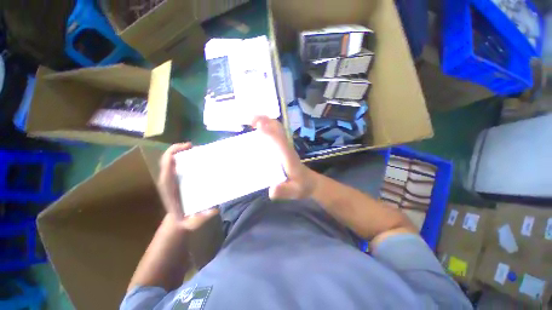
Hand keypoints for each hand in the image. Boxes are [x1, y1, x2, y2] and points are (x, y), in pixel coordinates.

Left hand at [158, 143, 218, 230]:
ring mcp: (171, 180)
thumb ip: (202, 217)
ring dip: (182, 153)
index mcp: (169, 188)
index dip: (173, 154)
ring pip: (172, 161)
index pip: (166, 167)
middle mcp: (168, 181)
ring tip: (197, 150)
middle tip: (194, 146)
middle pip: (168, 160)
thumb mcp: (193, 222)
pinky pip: (177, 165)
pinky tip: (197, 158)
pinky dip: (184, 158)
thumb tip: (215, 208)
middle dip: (178, 149)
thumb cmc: (185, 221)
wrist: (178, 222)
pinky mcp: (176, 180)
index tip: (188, 147)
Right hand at [252, 116, 317, 199]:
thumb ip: (284, 191)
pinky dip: (266, 128)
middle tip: (250, 119)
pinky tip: (256, 131)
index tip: (259, 125)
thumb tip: (271, 190)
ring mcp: (285, 146)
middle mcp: (286, 148)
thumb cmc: (301, 186)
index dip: (270, 133)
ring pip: (277, 129)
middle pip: (279, 129)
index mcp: (288, 157)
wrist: (309, 182)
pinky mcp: (282, 148)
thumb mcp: (294, 191)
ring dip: (265, 122)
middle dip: (266, 121)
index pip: (280, 142)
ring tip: (251, 121)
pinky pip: (275, 134)